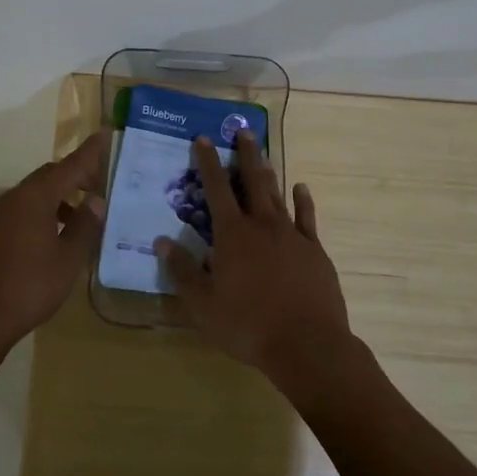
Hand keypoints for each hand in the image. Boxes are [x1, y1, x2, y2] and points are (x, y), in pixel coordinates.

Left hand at [0, 131, 108, 360]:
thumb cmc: (31, 286)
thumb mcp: (68, 258)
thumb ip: (85, 225)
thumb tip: (96, 202)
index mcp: (36, 197)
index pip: (69, 165)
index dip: (89, 152)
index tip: (105, 134)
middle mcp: (16, 197)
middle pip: (51, 175)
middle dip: (76, 176)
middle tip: (101, 186)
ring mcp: (2, 214)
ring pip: (37, 192)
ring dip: (61, 196)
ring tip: (84, 214)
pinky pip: (26, 208)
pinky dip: (46, 210)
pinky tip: (59, 234)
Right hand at [157, 131, 354, 387]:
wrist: (308, 345)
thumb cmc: (248, 325)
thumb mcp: (204, 305)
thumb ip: (183, 271)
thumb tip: (162, 241)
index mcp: (232, 235)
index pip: (215, 189)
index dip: (207, 163)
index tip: (202, 139)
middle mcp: (261, 225)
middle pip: (251, 181)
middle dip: (245, 155)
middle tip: (243, 130)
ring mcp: (291, 235)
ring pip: (277, 195)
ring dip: (268, 173)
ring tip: (263, 155)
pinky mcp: (314, 250)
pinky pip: (307, 217)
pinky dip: (303, 200)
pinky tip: (301, 188)